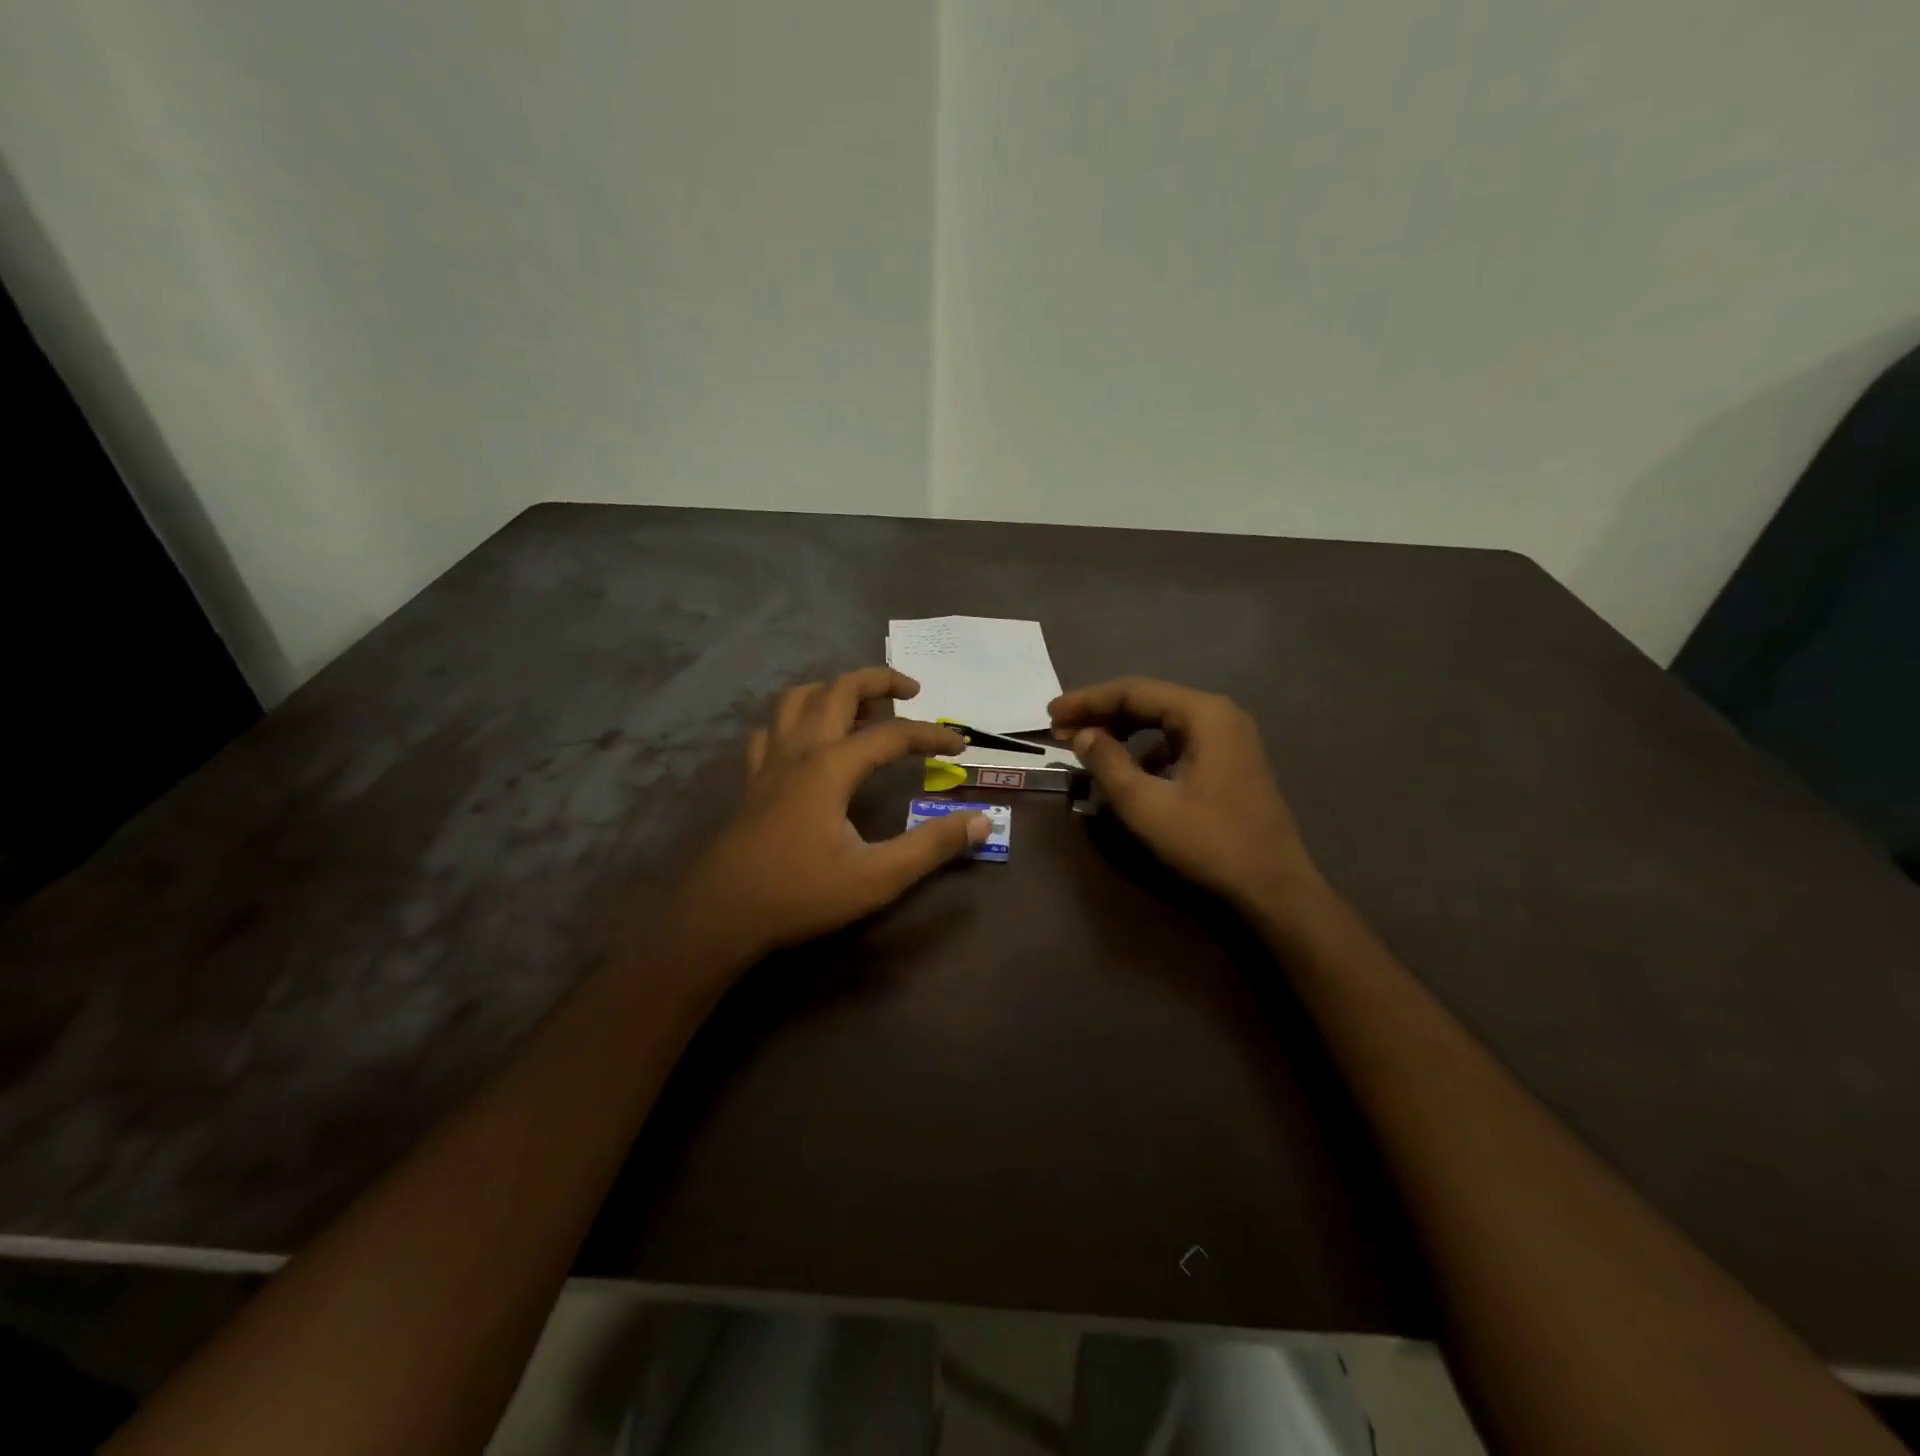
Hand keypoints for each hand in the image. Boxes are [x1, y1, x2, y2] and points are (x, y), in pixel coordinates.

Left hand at [674, 667, 987, 968]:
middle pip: (839, 689)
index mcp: (831, 766)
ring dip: (833, 691)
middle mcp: (799, 750)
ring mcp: (769, 761)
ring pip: (798, 699)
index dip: (931, 734)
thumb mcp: (877, 877)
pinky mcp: (751, 779)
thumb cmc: (800, 894)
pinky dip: (795, 719)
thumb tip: (982, 821)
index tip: (960, 745)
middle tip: (912, 691)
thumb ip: (931, 846)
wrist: (721, 915)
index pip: (892, 734)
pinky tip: (807, 740)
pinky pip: (772, 728)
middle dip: (879, 680)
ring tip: (862, 707)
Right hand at [1049, 677, 1323, 910]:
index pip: (1133, 691)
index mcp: (1203, 714)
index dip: (1087, 701)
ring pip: (1163, 721)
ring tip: (1087, 747)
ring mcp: (1230, 737)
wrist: (1273, 887)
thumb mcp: (1145, 805)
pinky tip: (1128, 771)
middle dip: (1102, 714)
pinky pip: (1178, 741)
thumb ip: (1108, 763)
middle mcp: (1220, 714)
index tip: (1050, 714)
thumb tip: (1083, 735)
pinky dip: (1147, 749)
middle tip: (1060, 731)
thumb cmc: (1208, 842)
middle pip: (1149, 700)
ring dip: (1122, 731)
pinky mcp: (1232, 760)